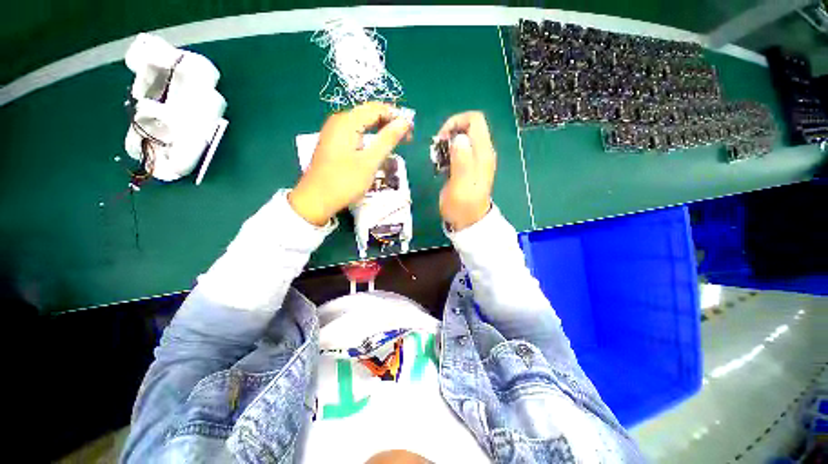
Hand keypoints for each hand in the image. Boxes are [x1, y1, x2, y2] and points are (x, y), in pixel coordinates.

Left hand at [290, 102, 412, 225]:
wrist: (316, 200)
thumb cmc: (345, 182)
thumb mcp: (370, 161)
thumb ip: (388, 139)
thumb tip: (405, 122)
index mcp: (347, 121)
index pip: (377, 109)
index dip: (396, 116)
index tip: (411, 131)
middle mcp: (339, 121)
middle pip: (369, 114)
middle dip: (389, 123)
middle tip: (406, 139)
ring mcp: (334, 132)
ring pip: (362, 124)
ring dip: (380, 132)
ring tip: (395, 144)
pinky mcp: (333, 143)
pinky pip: (355, 134)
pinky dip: (369, 139)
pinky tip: (377, 149)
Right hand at [436, 111, 496, 230]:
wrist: (468, 222)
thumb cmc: (463, 206)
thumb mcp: (460, 185)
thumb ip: (462, 161)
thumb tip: (459, 138)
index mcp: (483, 153)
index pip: (475, 120)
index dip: (456, 122)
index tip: (442, 139)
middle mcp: (482, 153)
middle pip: (467, 127)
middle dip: (449, 133)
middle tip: (437, 151)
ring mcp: (476, 160)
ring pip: (461, 139)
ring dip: (446, 145)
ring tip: (438, 161)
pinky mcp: (468, 167)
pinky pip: (458, 151)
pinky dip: (447, 154)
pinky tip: (441, 167)